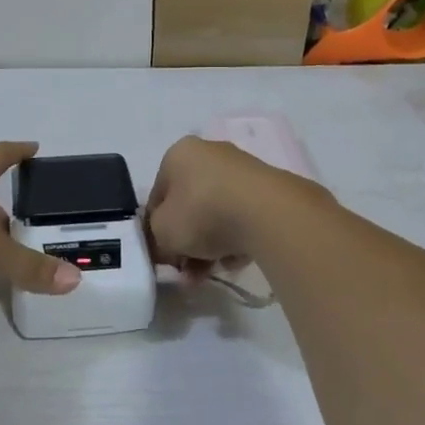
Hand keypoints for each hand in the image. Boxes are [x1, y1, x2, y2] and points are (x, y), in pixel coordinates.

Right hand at [144, 135, 294, 278]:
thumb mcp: (163, 231)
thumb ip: (157, 238)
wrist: (267, 213)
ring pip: (216, 213)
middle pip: (189, 205)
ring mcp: (241, 169)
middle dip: (187, 242)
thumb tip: (167, 247)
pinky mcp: (267, 188)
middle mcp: (209, 153)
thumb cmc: (203, 213)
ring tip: (213, 271)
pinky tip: (237, 258)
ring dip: (211, 245)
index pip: (159, 195)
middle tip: (188, 271)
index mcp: (179, 154)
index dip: (156, 229)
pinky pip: (242, 217)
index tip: (164, 257)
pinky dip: (237, 237)